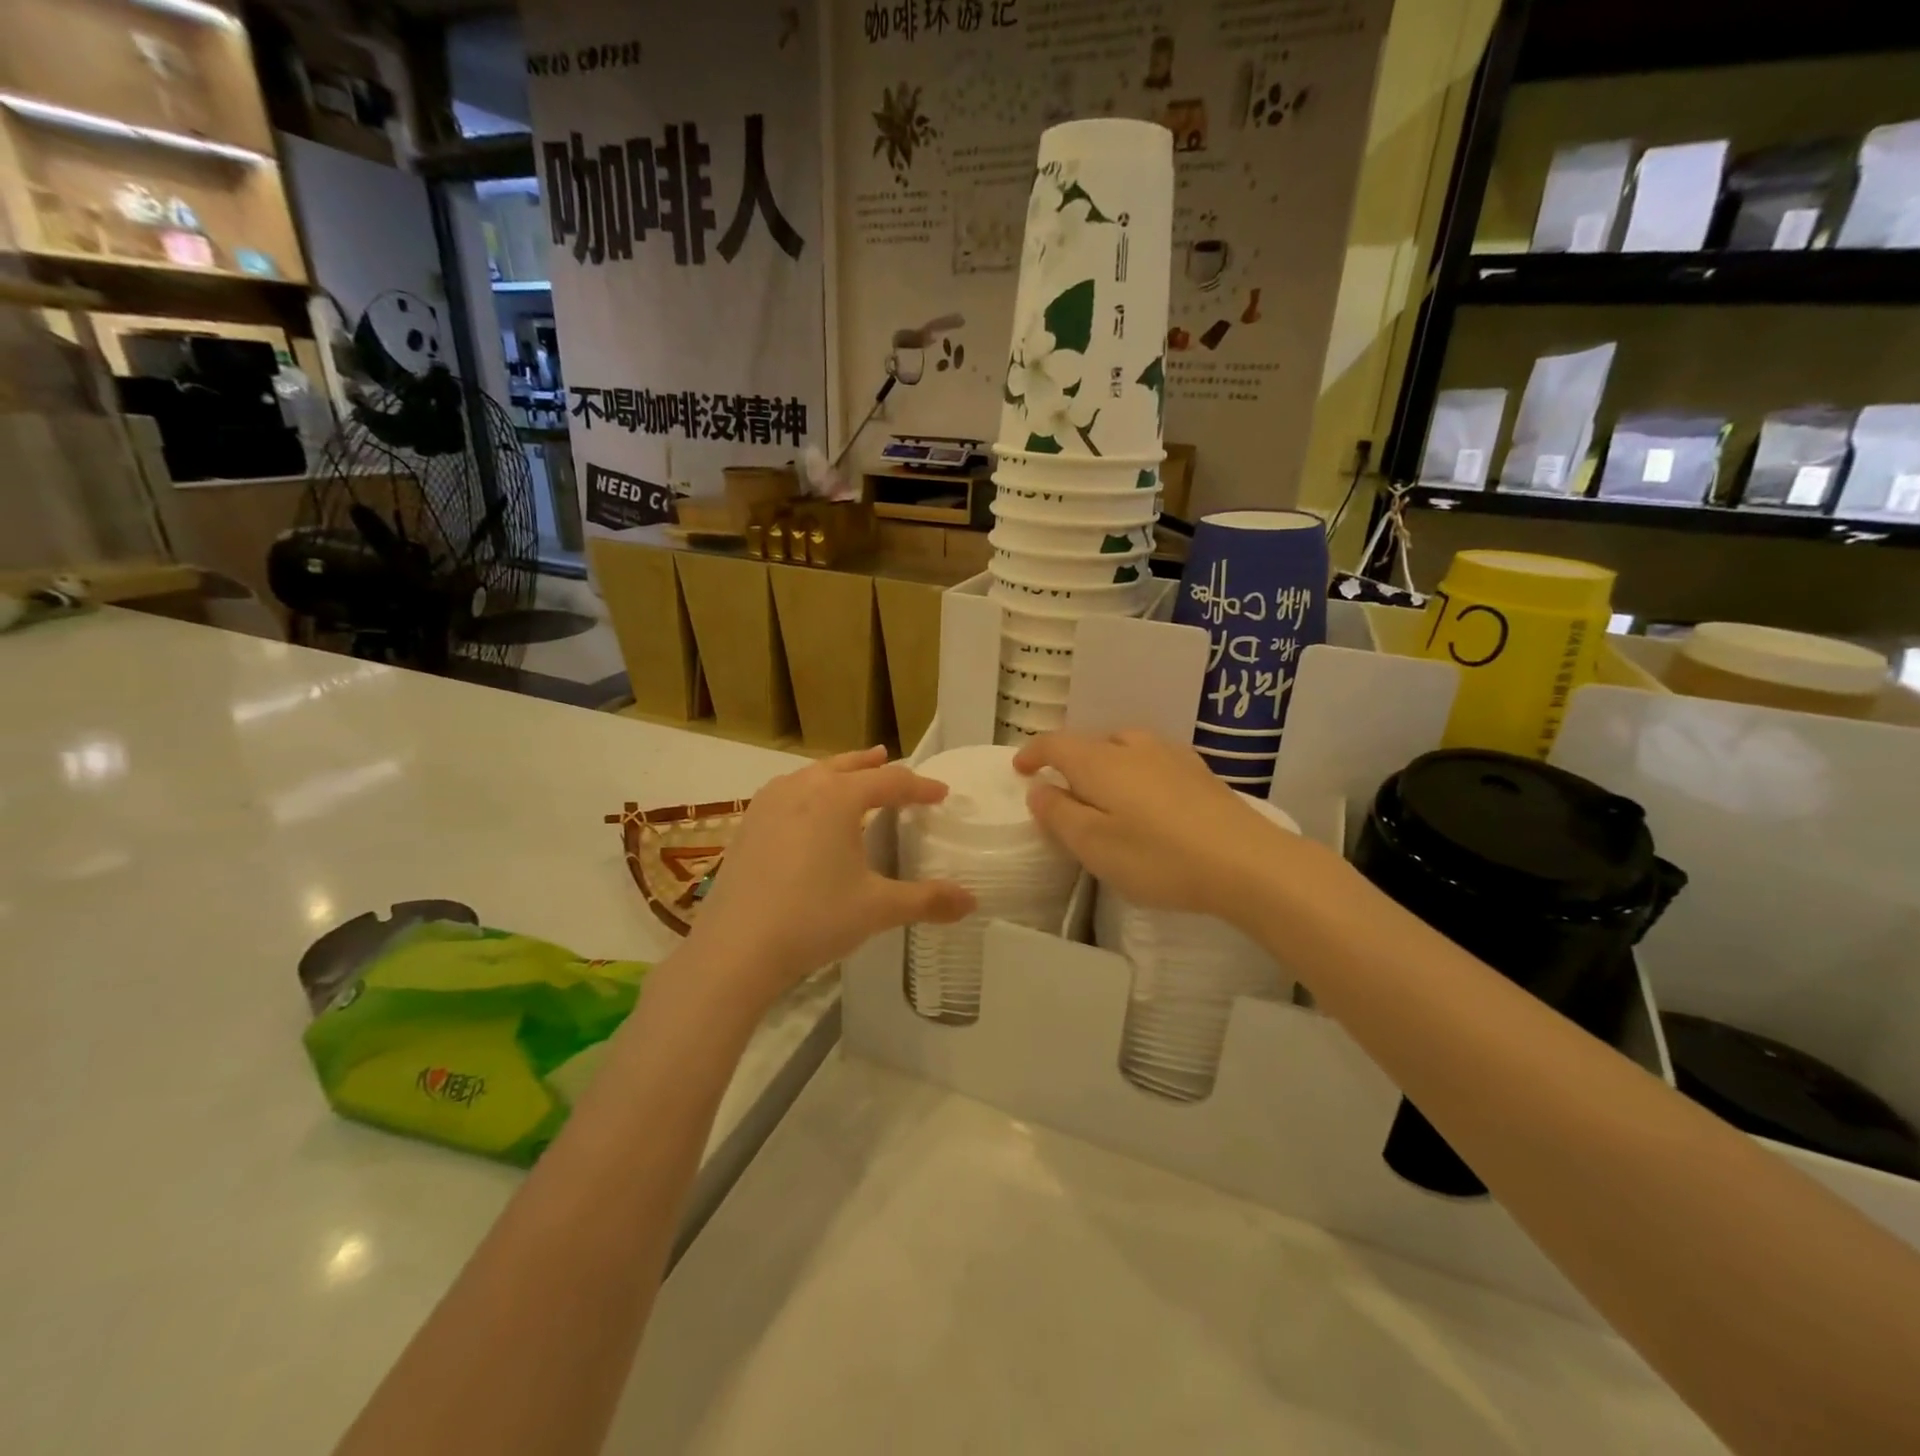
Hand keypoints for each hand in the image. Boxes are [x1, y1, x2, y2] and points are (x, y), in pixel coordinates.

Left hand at [685, 747, 974, 1010]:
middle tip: (888, 758)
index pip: (890, 781)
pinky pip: (786, 793)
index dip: (919, 786)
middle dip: (872, 765)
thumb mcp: (878, 909)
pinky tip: (804, 811)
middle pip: (846, 766)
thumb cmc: (814, 919)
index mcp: (838, 797)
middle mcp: (802, 788)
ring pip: (811, 775)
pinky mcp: (747, 826)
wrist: (735, 949)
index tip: (941, 793)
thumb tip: (972, 902)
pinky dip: (806, 791)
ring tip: (848, 775)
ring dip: (836, 772)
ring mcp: (768, 804)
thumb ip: (927, 900)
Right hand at [1014, 730, 1301, 921]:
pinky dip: (1137, 771)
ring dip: (1105, 763)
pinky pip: (1153, 759)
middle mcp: (1132, 747)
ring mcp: (1171, 756)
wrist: (1246, 862)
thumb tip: (1039, 789)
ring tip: (1105, 794)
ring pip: (1125, 747)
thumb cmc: (1158, 857)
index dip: (1032, 753)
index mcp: (1099, 762)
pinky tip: (1149, 798)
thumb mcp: (1094, 845)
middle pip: (1091, 743)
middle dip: (1070, 761)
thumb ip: (1059, 814)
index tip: (1020, 770)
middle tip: (1064, 793)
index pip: (1055, 743)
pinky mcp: (1199, 772)